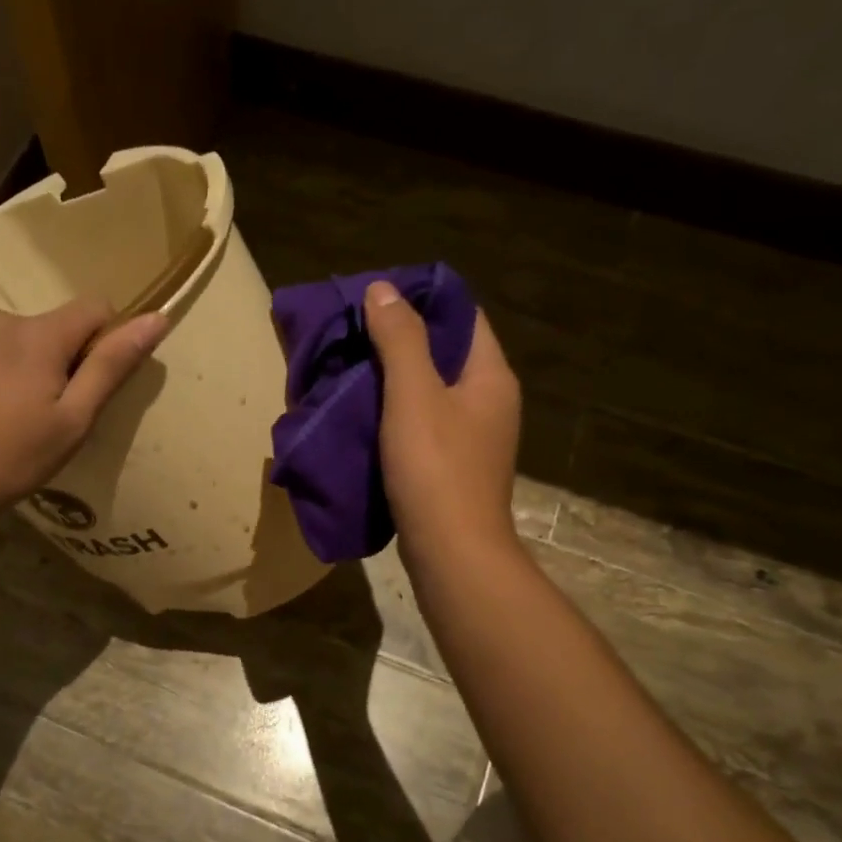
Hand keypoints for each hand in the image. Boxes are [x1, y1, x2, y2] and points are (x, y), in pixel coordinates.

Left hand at [0, 298, 166, 518]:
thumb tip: (156, 318)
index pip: (96, 308)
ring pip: (23, 338)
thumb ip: (112, 365)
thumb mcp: (75, 419)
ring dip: (31, 364)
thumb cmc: (16, 457)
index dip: (106, 342)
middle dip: (65, 359)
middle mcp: (3, 318)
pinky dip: (0, 370)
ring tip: (17, 415)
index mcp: (39, 333)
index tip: (92, 386)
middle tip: (53, 414)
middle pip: (57, 326)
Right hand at [364, 280, 520, 560]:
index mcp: (491, 376)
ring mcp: (474, 438)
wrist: (451, 553)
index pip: (463, 316)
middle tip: (354, 333)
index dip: (423, 300)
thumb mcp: (414, 395)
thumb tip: (382, 288)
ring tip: (351, 368)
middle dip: (402, 340)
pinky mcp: (453, 467)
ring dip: (395, 379)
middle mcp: (490, 402)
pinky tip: (363, 414)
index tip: (377, 297)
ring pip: (432, 391)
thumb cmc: (436, 468)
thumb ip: (400, 340)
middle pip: (446, 353)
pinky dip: (395, 413)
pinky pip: (423, 423)